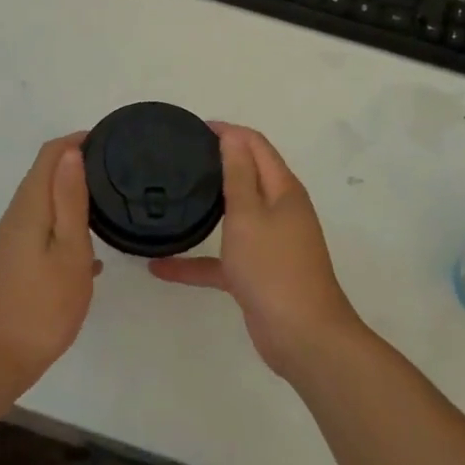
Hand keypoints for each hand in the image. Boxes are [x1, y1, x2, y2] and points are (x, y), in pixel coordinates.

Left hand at [0, 133, 101, 389]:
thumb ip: (70, 200)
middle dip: (77, 164)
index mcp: (30, 206)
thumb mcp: (69, 251)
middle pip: (45, 174)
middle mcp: (16, 216)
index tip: (110, 142)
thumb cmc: (42, 305)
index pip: (50, 154)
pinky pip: (45, 228)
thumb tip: (71, 151)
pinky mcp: (15, 261)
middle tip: (117, 171)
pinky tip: (92, 252)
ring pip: (46, 203)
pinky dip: (67, 226)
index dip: (77, 141)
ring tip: (110, 205)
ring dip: (73, 195)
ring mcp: (13, 240)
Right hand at [149, 123, 364, 378]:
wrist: (303, 336)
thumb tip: (233, 135)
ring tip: (172, 198)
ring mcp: (270, 243)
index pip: (256, 145)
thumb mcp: (249, 215)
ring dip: (207, 208)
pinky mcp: (258, 274)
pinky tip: (161, 268)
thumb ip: (238, 174)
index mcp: (282, 189)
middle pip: (247, 176)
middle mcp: (280, 211)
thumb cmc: (273, 268)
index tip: (192, 128)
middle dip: (217, 163)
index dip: (228, 132)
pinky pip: (223, 259)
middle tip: (178, 158)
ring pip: (235, 216)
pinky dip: (197, 260)